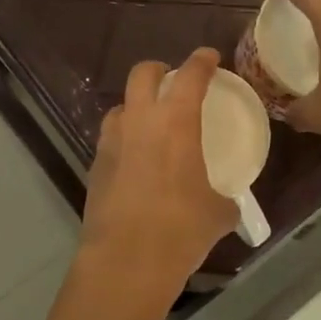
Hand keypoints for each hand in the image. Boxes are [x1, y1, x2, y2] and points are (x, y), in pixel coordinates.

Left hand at [80, 49, 238, 299]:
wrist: (126, 262)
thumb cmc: (181, 229)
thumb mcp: (218, 213)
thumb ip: (224, 199)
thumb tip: (226, 204)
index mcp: (175, 122)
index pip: (190, 75)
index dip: (201, 61)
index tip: (209, 57)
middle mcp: (139, 122)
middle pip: (142, 74)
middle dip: (158, 70)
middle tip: (173, 81)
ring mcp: (111, 143)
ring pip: (120, 106)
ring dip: (136, 106)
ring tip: (151, 123)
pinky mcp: (94, 168)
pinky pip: (111, 140)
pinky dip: (124, 140)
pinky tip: (136, 162)